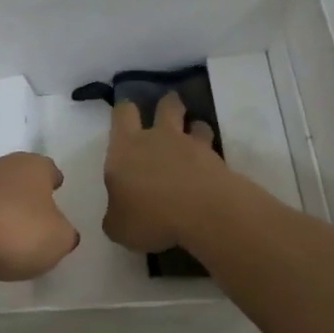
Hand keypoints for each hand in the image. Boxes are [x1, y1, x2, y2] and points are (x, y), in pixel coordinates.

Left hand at [0, 152, 79, 281]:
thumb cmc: (15, 232)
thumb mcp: (58, 240)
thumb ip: (64, 233)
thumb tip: (59, 230)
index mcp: (33, 166)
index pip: (49, 169)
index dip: (53, 182)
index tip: (55, 193)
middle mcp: (0, 165)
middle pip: (18, 177)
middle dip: (25, 195)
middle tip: (33, 219)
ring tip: (6, 235)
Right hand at [102, 93, 230, 254]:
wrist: (203, 213)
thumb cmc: (150, 217)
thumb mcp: (118, 227)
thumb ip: (116, 214)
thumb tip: (119, 214)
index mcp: (125, 149)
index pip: (122, 114)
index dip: (124, 111)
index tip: (127, 113)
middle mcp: (157, 138)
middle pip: (166, 106)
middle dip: (166, 105)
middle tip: (167, 112)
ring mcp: (190, 146)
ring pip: (195, 123)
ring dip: (194, 127)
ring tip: (193, 139)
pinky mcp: (217, 160)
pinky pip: (212, 149)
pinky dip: (210, 155)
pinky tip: (208, 168)